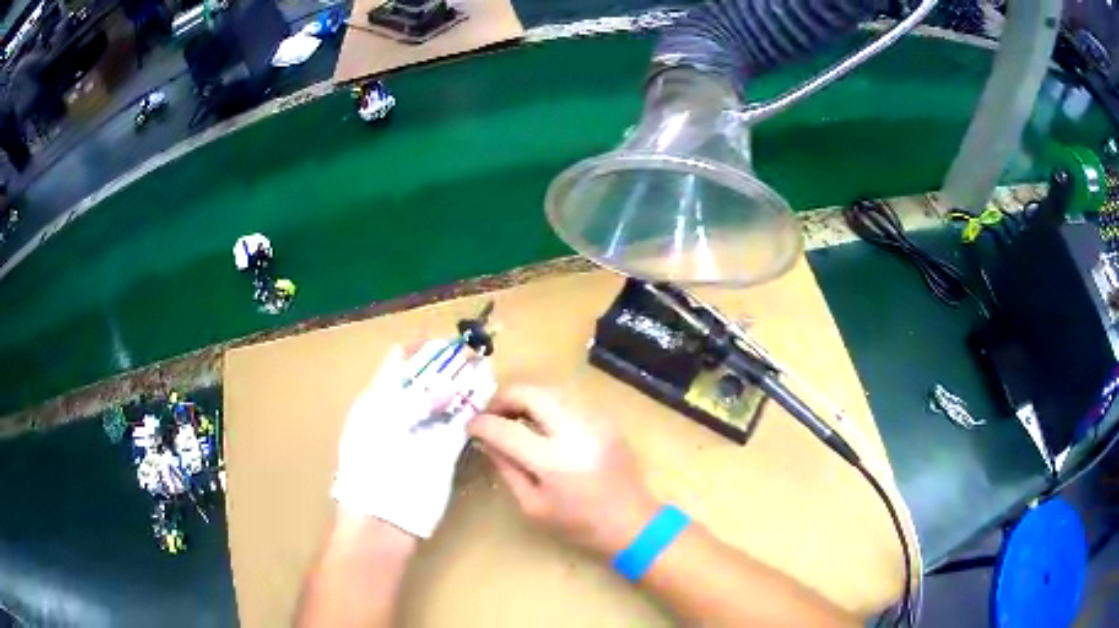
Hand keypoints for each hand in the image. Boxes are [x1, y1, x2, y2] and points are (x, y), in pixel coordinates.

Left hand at [331, 340, 495, 537]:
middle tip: (473, 356)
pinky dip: (470, 410)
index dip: (422, 348)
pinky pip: (457, 424)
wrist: (383, 521)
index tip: (448, 342)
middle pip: (425, 378)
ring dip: (462, 385)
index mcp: (377, 400)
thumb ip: (410, 400)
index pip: (399, 361)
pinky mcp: (440, 452)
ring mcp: (420, 433)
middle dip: (448, 365)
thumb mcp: (382, 426)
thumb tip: (442, 383)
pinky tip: (484, 399)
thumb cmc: (372, 471)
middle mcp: (399, 412)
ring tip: (483, 371)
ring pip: (444, 400)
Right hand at [468, 385, 658, 555]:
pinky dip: (548, 404)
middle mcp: (575, 431)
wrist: (633, 522)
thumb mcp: (533, 506)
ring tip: (513, 418)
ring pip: (550, 389)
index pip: (506, 429)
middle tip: (491, 415)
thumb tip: (488, 440)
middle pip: (530, 392)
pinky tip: (542, 424)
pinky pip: (569, 399)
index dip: (481, 424)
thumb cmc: (579, 524)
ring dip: (526, 398)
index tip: (470, 427)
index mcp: (554, 461)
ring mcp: (594, 420)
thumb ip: (507, 468)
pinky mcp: (606, 419)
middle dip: (503, 398)